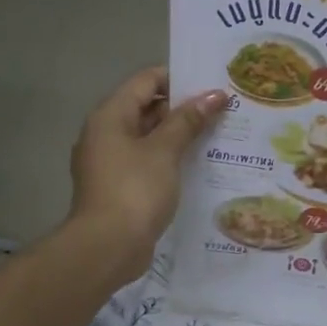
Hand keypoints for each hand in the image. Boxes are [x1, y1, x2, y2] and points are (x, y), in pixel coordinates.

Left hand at [69, 68, 225, 282]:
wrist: (107, 247)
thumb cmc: (135, 190)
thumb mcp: (165, 151)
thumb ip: (189, 120)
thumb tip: (215, 95)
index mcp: (110, 116)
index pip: (146, 81)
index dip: (179, 78)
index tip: (212, 85)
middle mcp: (105, 133)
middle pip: (146, 108)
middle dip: (183, 108)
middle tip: (222, 110)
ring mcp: (109, 162)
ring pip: (148, 137)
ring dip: (179, 135)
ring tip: (217, 135)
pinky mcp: (118, 187)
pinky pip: (146, 162)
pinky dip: (169, 159)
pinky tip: (197, 165)